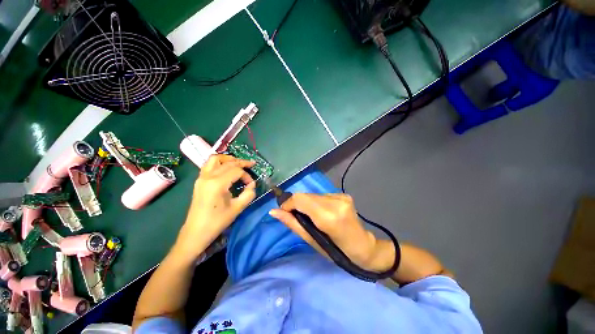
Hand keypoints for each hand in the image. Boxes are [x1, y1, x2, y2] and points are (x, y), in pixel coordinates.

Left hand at [175, 155, 255, 258]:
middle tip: (252, 164)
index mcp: (217, 183)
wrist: (195, 232)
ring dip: (228, 159)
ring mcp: (201, 177)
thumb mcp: (237, 208)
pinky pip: (209, 165)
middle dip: (241, 163)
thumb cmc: (217, 222)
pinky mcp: (199, 181)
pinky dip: (219, 163)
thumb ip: (249, 194)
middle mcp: (208, 176)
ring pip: (215, 159)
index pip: (236, 171)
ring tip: (238, 162)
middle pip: (228, 162)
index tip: (251, 184)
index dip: (247, 175)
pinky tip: (226, 168)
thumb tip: (252, 184)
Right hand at [270, 193, 388, 271]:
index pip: (301, 199)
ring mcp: (342, 196)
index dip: (289, 203)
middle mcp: (336, 201)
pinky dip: (317, 203)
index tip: (285, 212)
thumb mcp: (312, 241)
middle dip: (298, 205)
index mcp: (329, 217)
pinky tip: (323, 213)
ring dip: (308, 204)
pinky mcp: (344, 194)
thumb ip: (293, 223)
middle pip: (306, 195)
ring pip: (313, 194)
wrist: (364, 247)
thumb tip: (274, 211)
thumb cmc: (337, 252)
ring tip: (312, 217)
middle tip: (298, 217)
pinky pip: (322, 195)